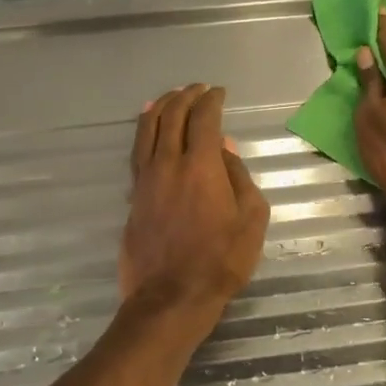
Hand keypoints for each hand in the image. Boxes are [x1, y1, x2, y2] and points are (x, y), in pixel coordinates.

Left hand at [122, 84, 269, 308]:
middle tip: (198, 89)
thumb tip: (224, 146)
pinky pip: (137, 150)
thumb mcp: (251, 219)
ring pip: (149, 128)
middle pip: (173, 115)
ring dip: (161, 106)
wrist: (171, 296)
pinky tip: (147, 125)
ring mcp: (146, 178)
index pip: (204, 118)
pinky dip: (143, 129)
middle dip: (186, 96)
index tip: (219, 92)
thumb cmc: (221, 260)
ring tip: (171, 95)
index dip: (211, 99)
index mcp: (201, 165)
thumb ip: (239, 176)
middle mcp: (169, 163)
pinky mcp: (133, 194)